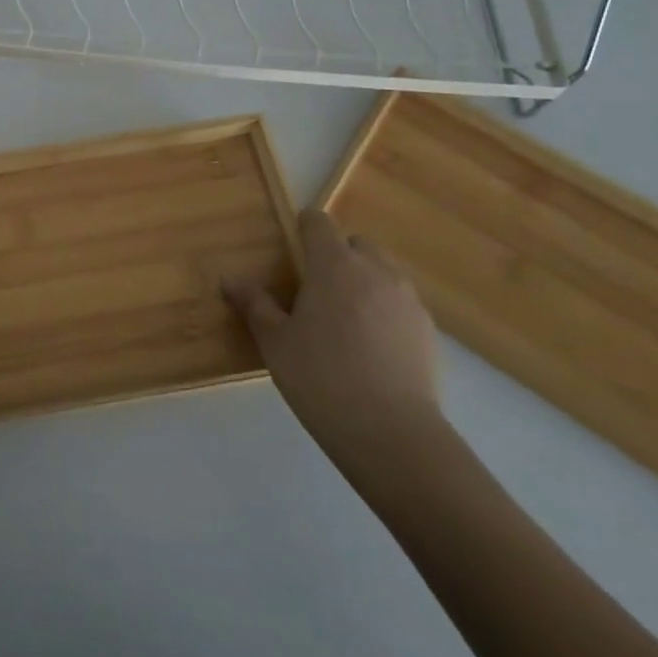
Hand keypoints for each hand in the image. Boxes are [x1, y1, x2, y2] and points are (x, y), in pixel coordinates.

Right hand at [223, 209, 443, 475]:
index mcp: (334, 265)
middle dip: (338, 255)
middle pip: (356, 244)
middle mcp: (375, 271)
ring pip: (384, 271)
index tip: (292, 247)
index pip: (319, 222)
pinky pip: (401, 302)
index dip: (304, 227)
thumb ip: (254, 304)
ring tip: (345, 319)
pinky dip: (385, 310)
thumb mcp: (275, 342)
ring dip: (365, 280)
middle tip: (316, 289)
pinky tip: (371, 347)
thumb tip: (229, 279)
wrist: (392, 434)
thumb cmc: (321, 378)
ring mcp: (408, 299)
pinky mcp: (429, 330)